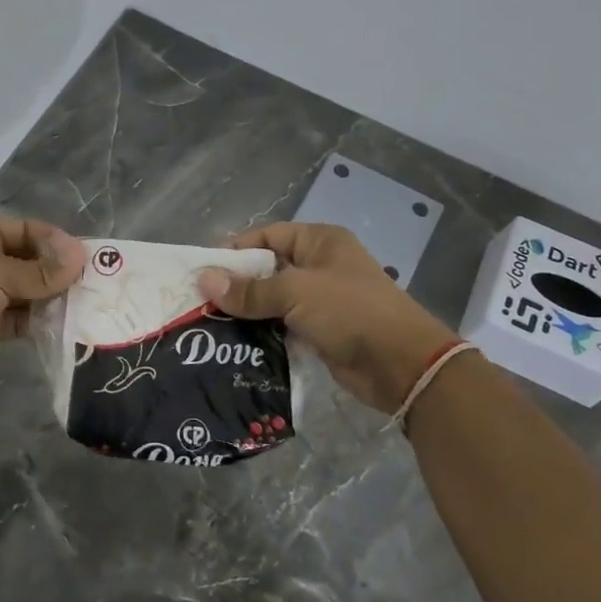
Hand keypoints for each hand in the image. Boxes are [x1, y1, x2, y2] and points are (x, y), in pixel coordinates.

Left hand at [0, 217, 86, 391]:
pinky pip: (21, 321)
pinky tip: (66, 327)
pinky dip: (41, 323)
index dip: (56, 242)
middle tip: (95, 285)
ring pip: (28, 294)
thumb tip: (81, 257)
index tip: (87, 257)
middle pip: (30, 263)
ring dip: (53, 300)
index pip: (27, 231)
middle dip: (59, 273)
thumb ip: (39, 270)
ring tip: (87, 307)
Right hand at [199, 223, 458, 413]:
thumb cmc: (350, 311)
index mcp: (319, 241)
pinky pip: (282, 326)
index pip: (266, 236)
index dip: (235, 250)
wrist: (402, 365)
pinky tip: (234, 343)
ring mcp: (321, 300)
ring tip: (208, 323)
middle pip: (267, 269)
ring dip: (246, 312)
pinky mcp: (320, 331)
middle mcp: (319, 265)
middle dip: (236, 284)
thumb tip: (204, 280)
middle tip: (198, 300)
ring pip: (272, 300)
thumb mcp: (296, 292)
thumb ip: (250, 289)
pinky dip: (261, 332)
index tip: (202, 269)